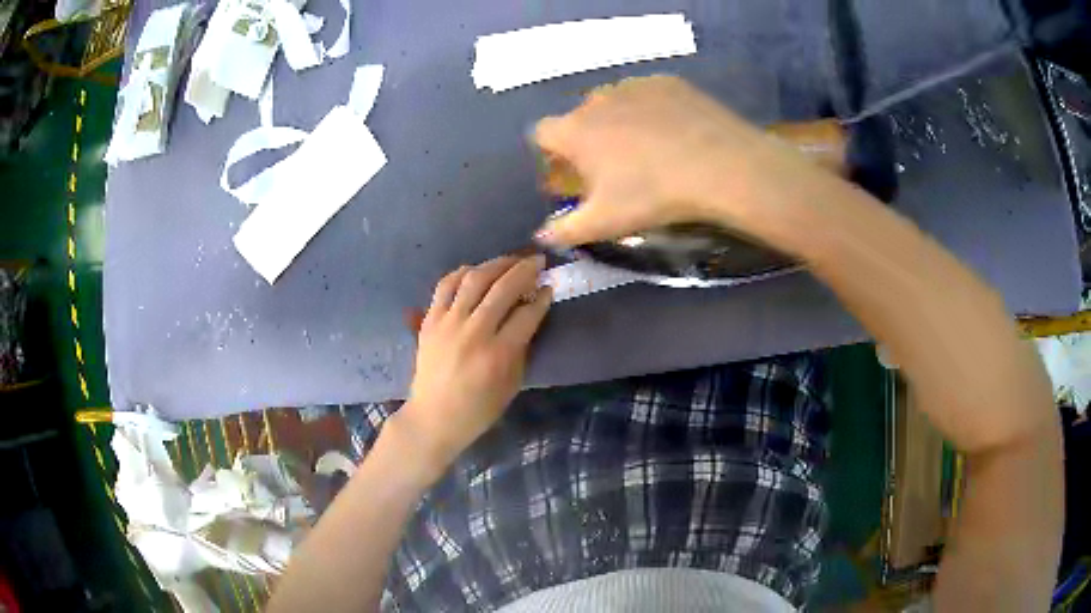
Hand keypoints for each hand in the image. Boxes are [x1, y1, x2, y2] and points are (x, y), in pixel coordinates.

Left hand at [394, 255, 552, 480]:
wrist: (434, 417)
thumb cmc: (478, 409)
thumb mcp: (512, 384)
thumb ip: (522, 348)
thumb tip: (529, 314)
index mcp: (498, 354)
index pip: (527, 314)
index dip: (542, 298)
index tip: (550, 287)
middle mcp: (473, 332)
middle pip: (503, 288)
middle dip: (525, 270)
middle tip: (537, 261)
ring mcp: (448, 323)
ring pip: (474, 279)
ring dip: (497, 264)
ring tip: (511, 260)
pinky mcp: (430, 320)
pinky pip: (446, 285)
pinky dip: (462, 272)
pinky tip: (476, 271)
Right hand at [533, 75, 829, 248]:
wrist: (720, 166)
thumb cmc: (653, 195)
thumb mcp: (605, 222)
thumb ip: (565, 230)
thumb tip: (540, 235)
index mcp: (574, 130)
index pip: (542, 134)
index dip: (551, 154)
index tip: (571, 173)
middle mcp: (596, 100)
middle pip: (579, 117)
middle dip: (587, 139)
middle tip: (613, 166)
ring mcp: (633, 86)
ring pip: (614, 103)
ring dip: (618, 122)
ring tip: (647, 149)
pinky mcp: (666, 82)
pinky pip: (647, 95)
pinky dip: (650, 110)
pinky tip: (673, 132)